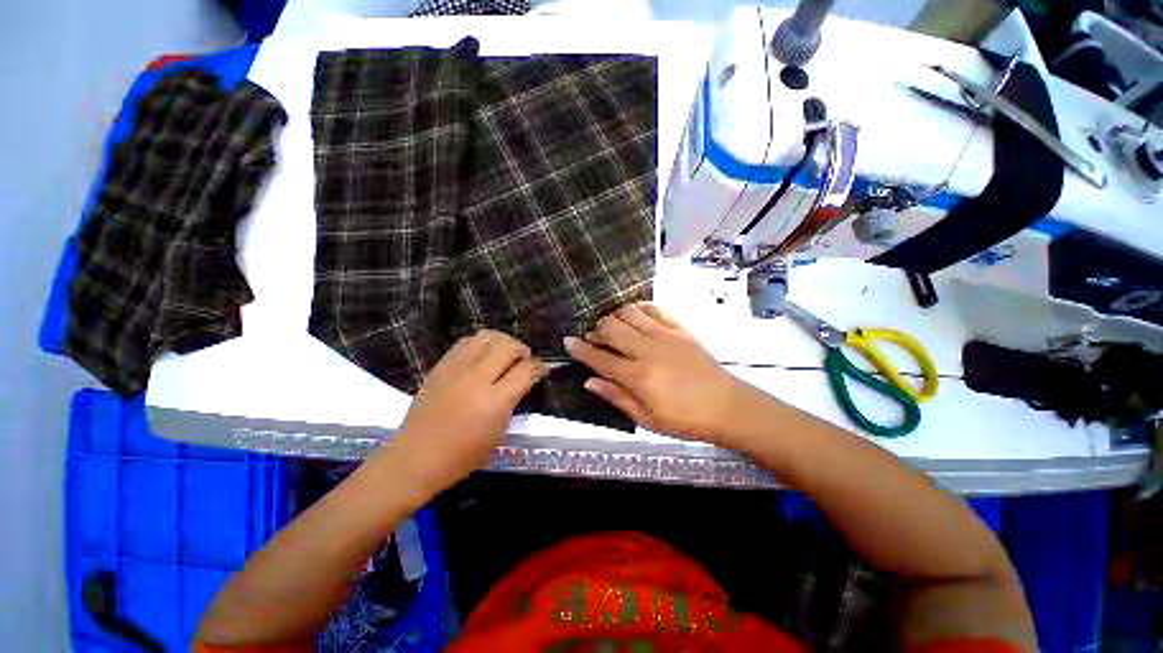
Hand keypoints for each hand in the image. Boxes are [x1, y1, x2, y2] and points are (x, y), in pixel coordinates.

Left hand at [385, 330, 547, 500]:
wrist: (416, 458)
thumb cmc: (463, 455)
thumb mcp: (499, 431)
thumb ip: (514, 399)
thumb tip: (528, 377)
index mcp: (494, 401)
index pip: (525, 370)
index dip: (539, 367)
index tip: (543, 369)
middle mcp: (476, 379)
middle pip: (508, 346)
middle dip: (523, 349)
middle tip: (525, 360)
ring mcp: (455, 369)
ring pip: (487, 336)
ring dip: (503, 341)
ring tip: (505, 353)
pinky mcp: (440, 365)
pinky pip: (466, 341)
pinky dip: (482, 343)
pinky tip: (484, 354)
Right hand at [564, 302, 750, 443]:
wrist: (726, 405)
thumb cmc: (685, 419)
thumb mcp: (647, 419)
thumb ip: (616, 397)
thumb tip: (589, 381)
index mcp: (637, 376)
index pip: (600, 358)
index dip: (580, 349)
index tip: (568, 341)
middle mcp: (647, 350)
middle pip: (611, 328)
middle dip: (596, 330)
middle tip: (593, 337)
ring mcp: (664, 335)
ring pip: (629, 313)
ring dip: (615, 316)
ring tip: (613, 326)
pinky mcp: (679, 328)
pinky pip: (654, 309)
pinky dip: (639, 307)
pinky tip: (634, 314)